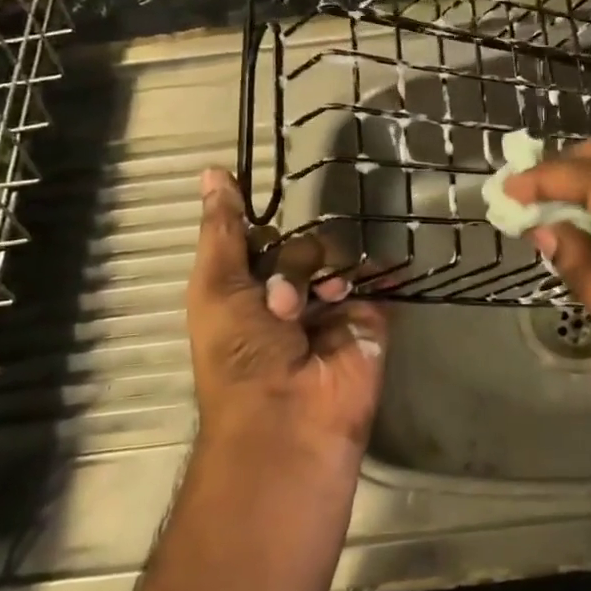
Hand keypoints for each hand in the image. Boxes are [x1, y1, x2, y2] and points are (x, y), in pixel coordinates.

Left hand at [188, 168, 387, 462]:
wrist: (289, 418)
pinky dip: (379, 272)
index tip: (264, 217)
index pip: (261, 240)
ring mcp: (330, 308)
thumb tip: (212, 171)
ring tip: (321, 304)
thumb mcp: (215, 286)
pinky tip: (374, 271)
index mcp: (244, 291)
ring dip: (325, 273)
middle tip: (283, 300)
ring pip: (337, 259)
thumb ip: (222, 229)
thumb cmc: (238, 353)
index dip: (262, 228)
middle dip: (293, 261)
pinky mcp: (368, 321)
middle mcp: (287, 296)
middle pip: (301, 246)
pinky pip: (376, 283)